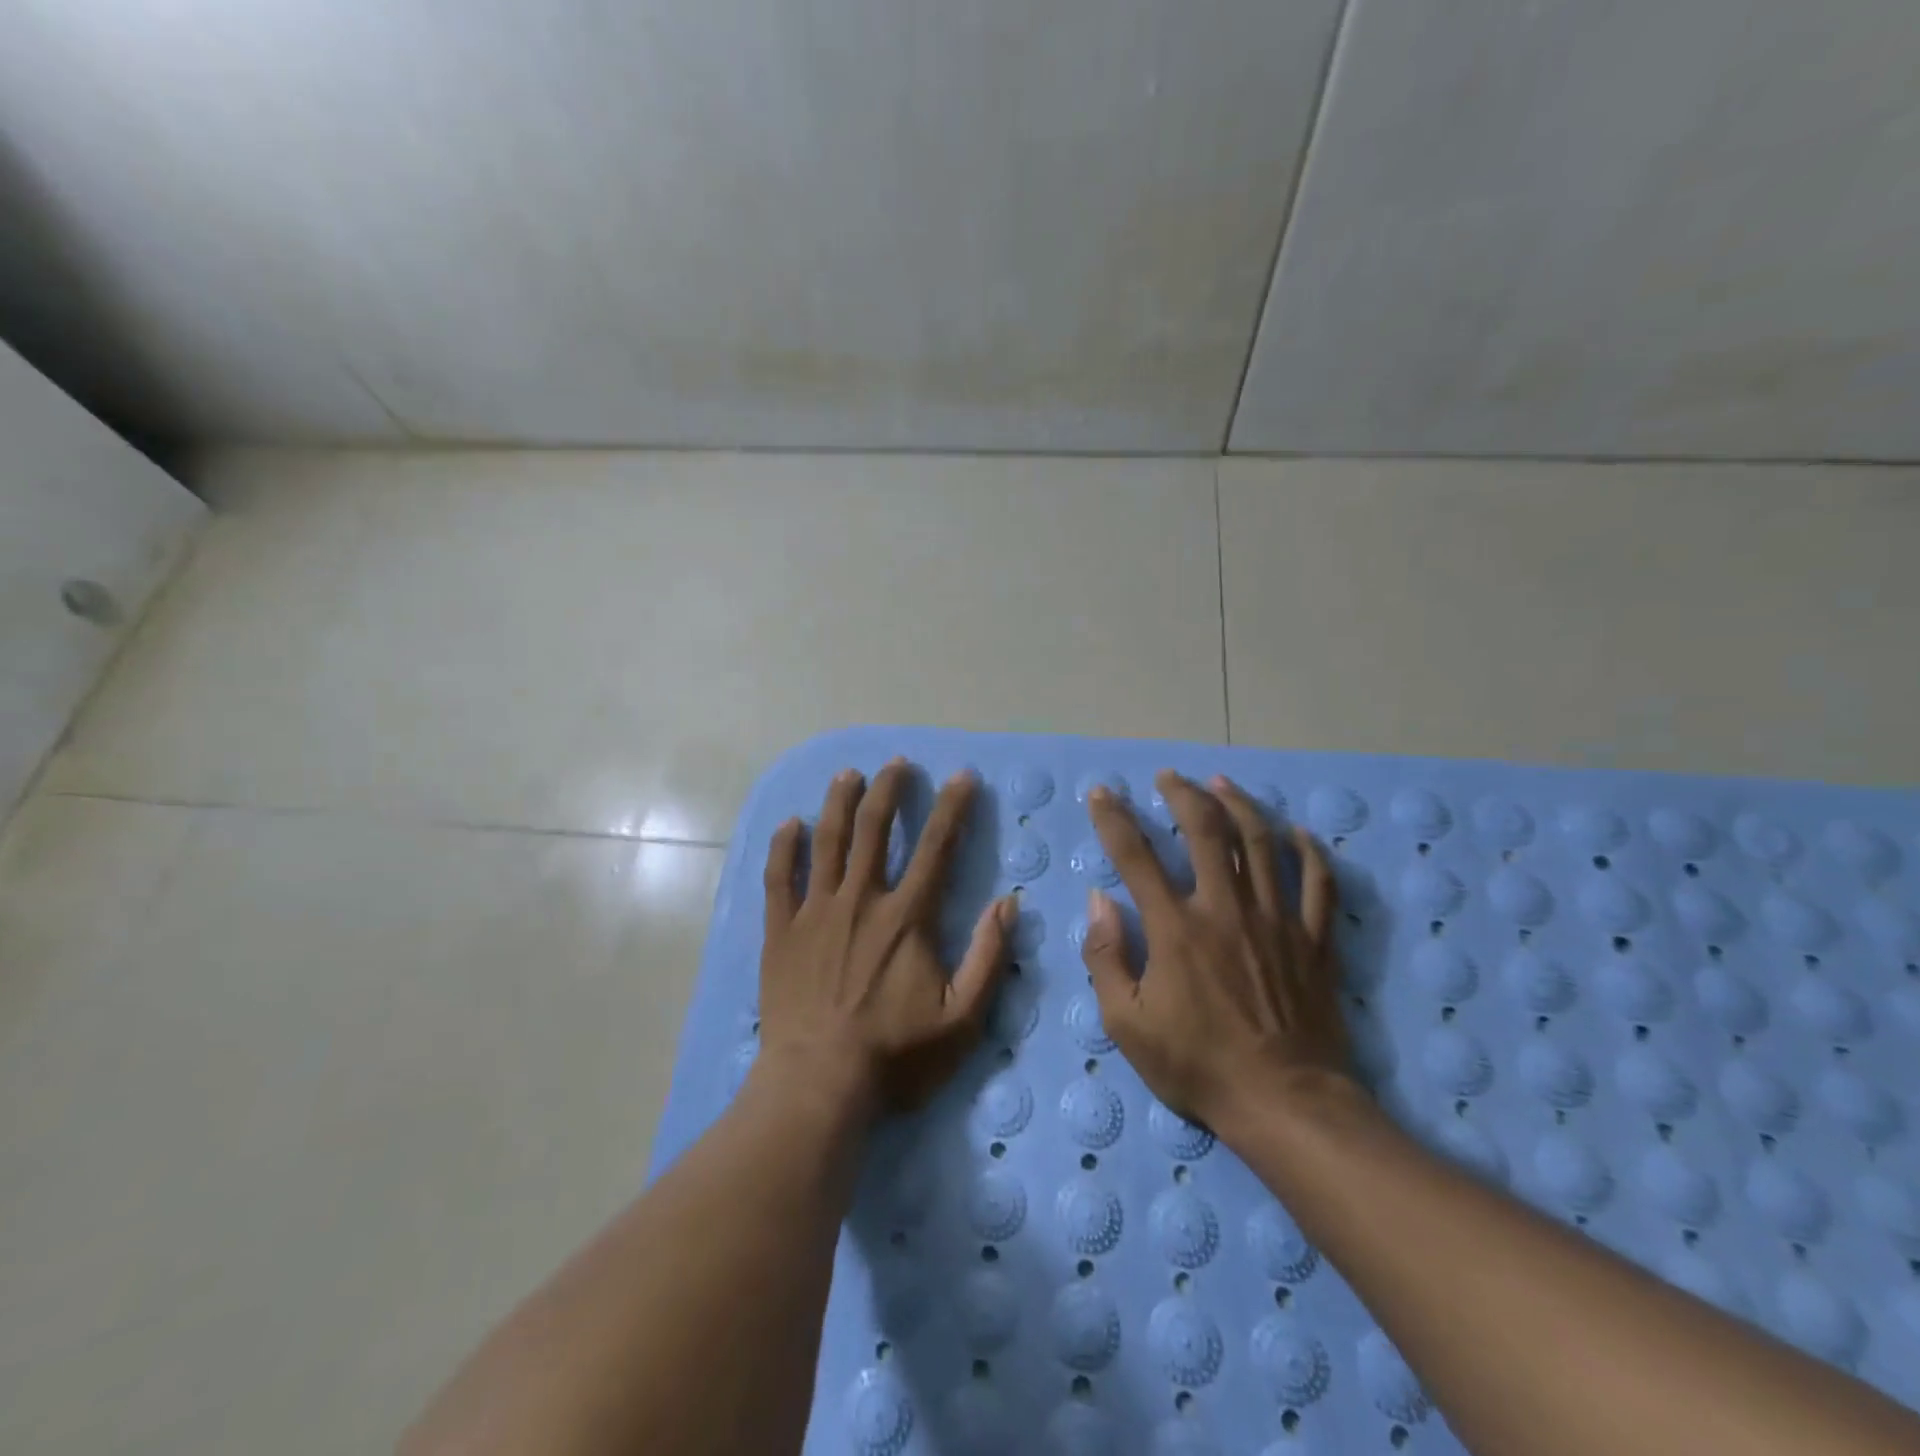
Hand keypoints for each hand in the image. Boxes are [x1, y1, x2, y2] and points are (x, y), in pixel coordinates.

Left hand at [757, 760, 1014, 1117]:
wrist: (817, 1085)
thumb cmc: (894, 1055)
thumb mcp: (962, 1019)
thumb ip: (989, 957)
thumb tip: (1009, 903)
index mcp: (907, 916)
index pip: (937, 847)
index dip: (952, 807)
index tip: (961, 776)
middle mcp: (862, 899)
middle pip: (875, 829)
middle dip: (888, 790)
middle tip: (896, 763)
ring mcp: (816, 911)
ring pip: (827, 841)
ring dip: (838, 803)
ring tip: (847, 774)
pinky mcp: (781, 931)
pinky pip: (779, 877)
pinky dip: (783, 847)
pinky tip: (788, 824)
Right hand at [1079, 770, 1353, 1137]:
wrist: (1285, 1104)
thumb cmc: (1197, 1066)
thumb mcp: (1126, 1024)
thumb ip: (1105, 956)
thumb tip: (1099, 900)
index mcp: (1175, 928)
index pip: (1135, 856)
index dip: (1113, 819)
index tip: (1102, 793)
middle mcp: (1225, 909)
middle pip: (1206, 831)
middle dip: (1184, 794)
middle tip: (1170, 777)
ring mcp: (1276, 920)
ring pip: (1262, 842)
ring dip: (1239, 804)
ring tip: (1222, 782)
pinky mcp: (1314, 940)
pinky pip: (1318, 883)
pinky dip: (1309, 852)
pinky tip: (1297, 832)